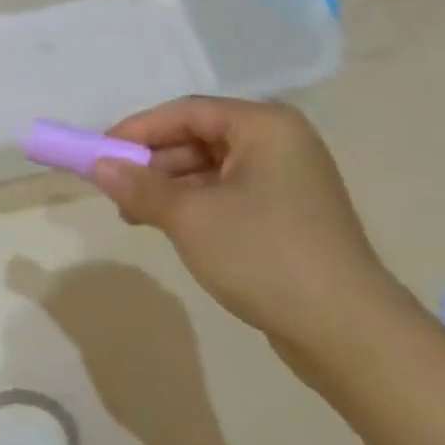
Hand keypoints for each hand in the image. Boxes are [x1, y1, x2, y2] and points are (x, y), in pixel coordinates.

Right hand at [87, 98, 402, 343]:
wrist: (346, 332)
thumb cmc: (263, 254)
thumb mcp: (190, 216)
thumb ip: (140, 186)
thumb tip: (98, 166)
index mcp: (265, 127)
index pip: (187, 112)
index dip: (138, 130)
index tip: (99, 154)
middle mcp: (280, 143)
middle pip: (199, 137)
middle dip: (152, 163)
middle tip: (114, 189)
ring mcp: (288, 181)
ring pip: (210, 169)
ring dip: (169, 187)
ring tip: (134, 214)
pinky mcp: (288, 215)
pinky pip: (227, 194)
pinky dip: (194, 205)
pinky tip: (167, 226)